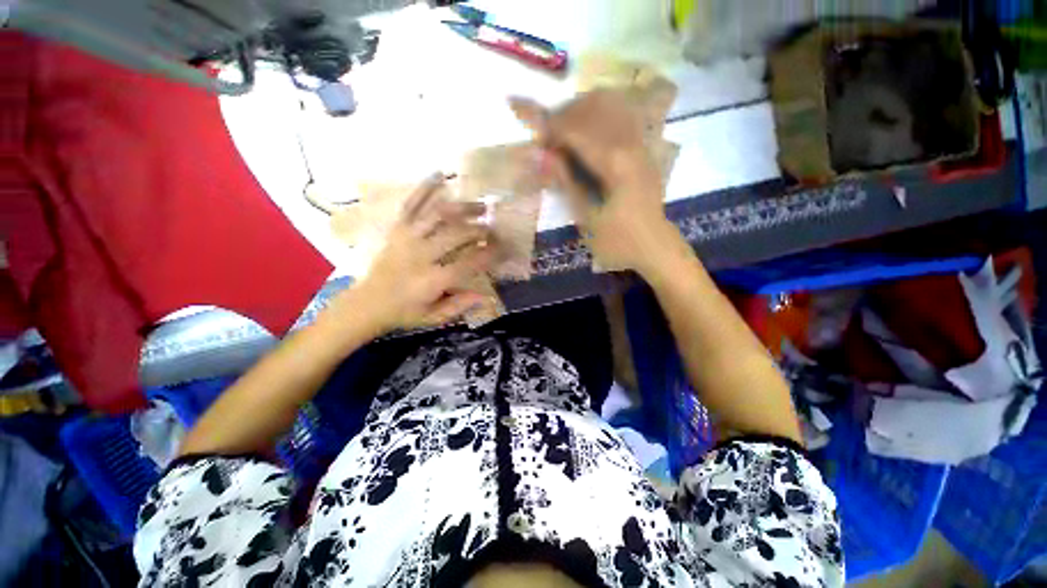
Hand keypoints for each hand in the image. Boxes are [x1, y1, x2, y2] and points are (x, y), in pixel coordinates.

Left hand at [332, 175, 493, 335]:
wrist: (365, 304)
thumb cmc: (404, 313)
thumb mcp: (434, 318)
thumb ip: (459, 305)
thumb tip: (485, 295)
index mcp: (432, 280)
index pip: (469, 262)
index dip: (490, 253)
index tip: (504, 249)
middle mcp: (421, 255)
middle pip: (457, 234)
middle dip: (481, 229)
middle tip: (495, 228)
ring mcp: (407, 238)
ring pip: (439, 215)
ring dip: (463, 208)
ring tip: (481, 206)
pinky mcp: (396, 229)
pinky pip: (411, 204)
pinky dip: (425, 188)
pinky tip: (440, 174)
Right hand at [510, 91, 680, 274]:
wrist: (654, 247)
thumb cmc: (617, 241)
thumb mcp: (585, 218)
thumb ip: (566, 182)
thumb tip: (543, 154)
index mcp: (614, 162)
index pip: (574, 129)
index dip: (547, 125)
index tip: (525, 123)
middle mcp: (629, 143)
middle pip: (590, 108)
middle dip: (561, 116)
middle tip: (544, 138)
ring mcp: (640, 143)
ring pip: (607, 106)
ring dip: (578, 113)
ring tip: (562, 135)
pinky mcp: (643, 149)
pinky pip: (619, 117)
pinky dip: (596, 117)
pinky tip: (584, 135)